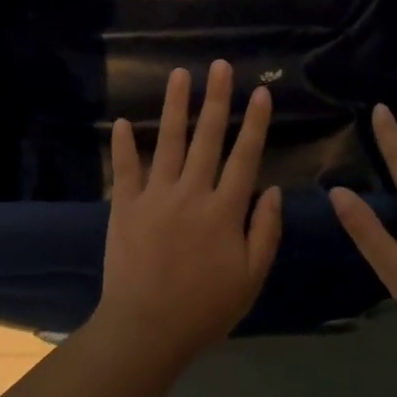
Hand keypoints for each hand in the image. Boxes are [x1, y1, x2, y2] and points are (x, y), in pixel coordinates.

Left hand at [92, 61, 282, 359]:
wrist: (145, 329)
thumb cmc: (205, 309)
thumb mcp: (250, 278)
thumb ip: (266, 232)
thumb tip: (275, 190)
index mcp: (225, 210)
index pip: (245, 156)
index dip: (255, 123)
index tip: (261, 92)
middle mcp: (192, 193)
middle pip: (207, 138)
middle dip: (216, 99)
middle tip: (220, 66)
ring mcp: (155, 197)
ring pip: (168, 142)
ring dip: (175, 106)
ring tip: (179, 74)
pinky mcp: (125, 207)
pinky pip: (125, 169)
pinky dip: (123, 145)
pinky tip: (122, 122)